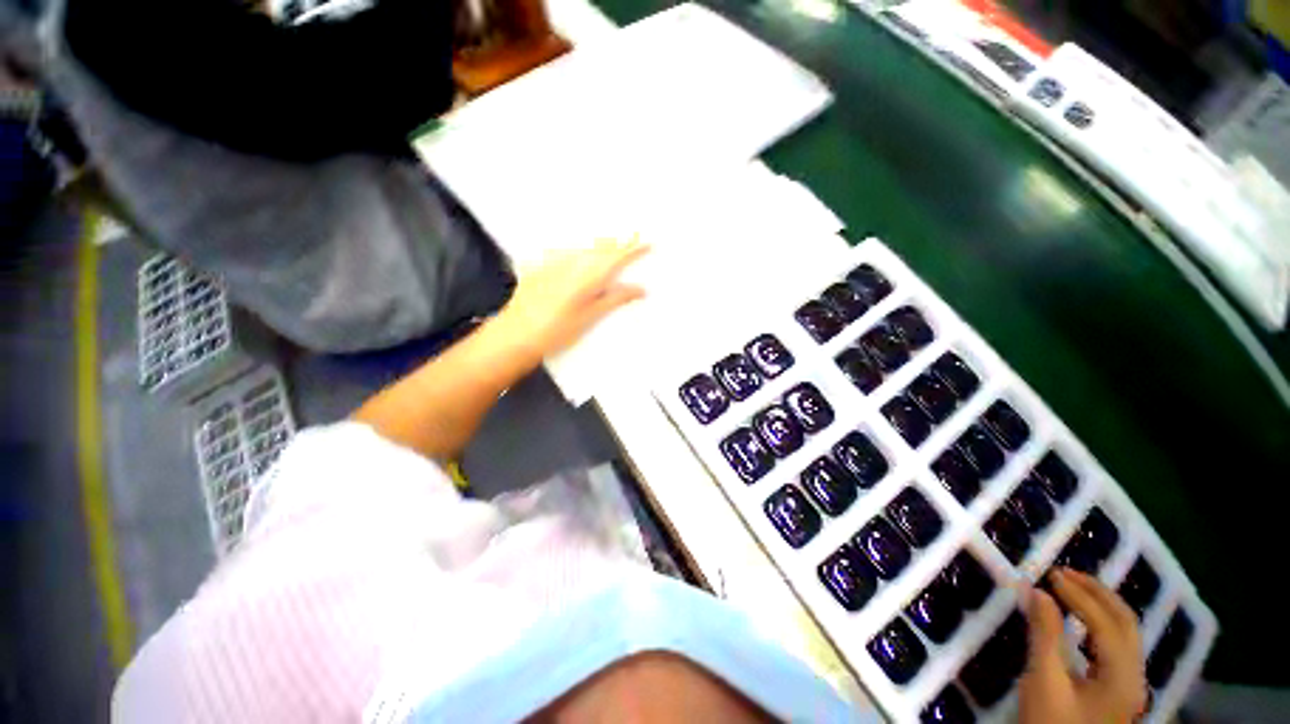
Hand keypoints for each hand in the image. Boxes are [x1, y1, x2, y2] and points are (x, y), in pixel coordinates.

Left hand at [495, 237, 649, 358]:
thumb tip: (640, 289)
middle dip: (618, 241)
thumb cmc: (557, 330)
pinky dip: (579, 250)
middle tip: (632, 237)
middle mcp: (572, 262)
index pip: (616, 256)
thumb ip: (615, 299)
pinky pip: (565, 251)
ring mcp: (554, 262)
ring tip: (611, 242)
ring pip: (583, 247)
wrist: (516, 335)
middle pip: (600, 247)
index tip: (647, 242)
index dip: (633, 248)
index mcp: (588, 276)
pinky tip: (579, 252)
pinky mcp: (540, 267)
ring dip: (599, 243)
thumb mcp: (590, 317)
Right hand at [1020, 568, 1146, 723]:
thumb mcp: (1044, 682)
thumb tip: (1037, 591)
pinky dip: (1099, 623)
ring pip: (1124, 633)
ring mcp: (1129, 684)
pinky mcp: (1118, 690)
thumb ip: (1045, 635)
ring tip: (1071, 588)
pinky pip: (1115, 646)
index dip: (1079, 595)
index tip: (1049, 574)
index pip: (1106, 623)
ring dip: (1100, 605)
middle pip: (1126, 623)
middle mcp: (1135, 676)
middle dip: (1097, 593)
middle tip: (1064, 573)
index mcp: (1123, 676)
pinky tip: (1080, 620)